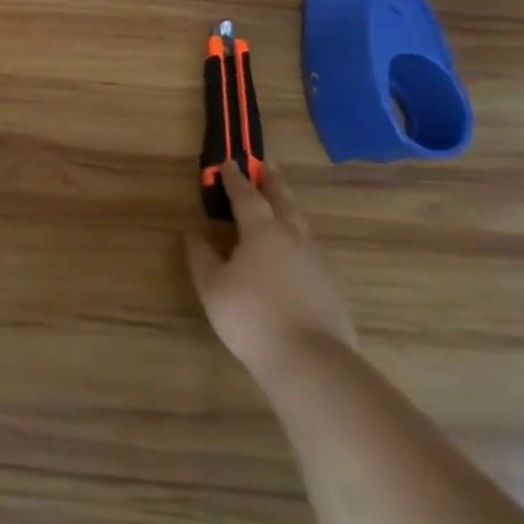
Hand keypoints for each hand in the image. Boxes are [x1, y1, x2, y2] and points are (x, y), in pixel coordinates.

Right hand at [185, 162, 357, 385]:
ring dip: (288, 206)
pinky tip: (292, 249)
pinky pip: (309, 247)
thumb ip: (201, 256)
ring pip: (301, 223)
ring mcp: (316, 262)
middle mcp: (293, 238)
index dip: (234, 180)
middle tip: (267, 165)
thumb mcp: (212, 286)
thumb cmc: (251, 316)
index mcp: (262, 232)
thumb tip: (194, 232)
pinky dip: (297, 235)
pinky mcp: (330, 285)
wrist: (311, 360)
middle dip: (273, 182)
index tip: (227, 163)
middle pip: (283, 202)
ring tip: (280, 202)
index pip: (247, 197)